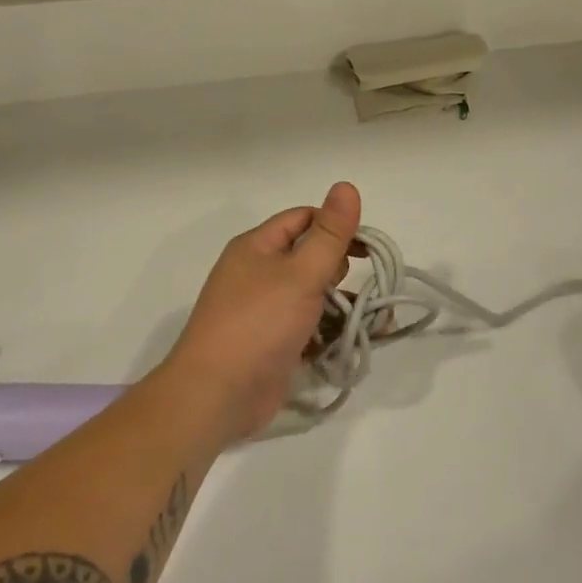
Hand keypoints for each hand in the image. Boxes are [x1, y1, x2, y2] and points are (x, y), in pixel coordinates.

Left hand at [162, 182, 361, 446]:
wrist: (215, 397)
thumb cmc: (258, 324)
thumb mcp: (301, 273)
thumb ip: (329, 233)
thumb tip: (346, 185)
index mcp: (257, 247)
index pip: (304, 219)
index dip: (336, 226)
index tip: (367, 248)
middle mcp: (256, 273)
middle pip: (309, 256)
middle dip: (338, 268)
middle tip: (350, 287)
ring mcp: (262, 311)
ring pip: (310, 294)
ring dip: (339, 303)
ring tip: (366, 318)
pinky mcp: (270, 344)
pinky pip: (306, 327)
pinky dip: (327, 331)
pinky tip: (348, 341)